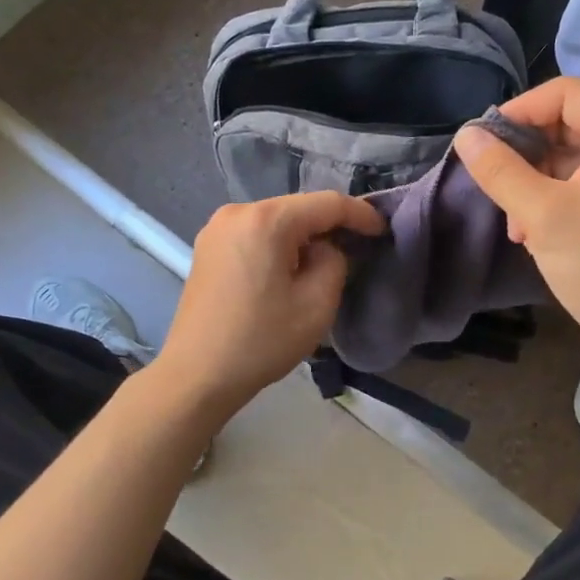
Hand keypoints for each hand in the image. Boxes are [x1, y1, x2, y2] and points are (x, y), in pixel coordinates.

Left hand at [153, 191, 384, 419]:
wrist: (196, 375)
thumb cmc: (261, 341)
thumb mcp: (317, 304)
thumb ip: (335, 261)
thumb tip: (325, 249)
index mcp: (266, 220)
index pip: (327, 203)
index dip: (361, 214)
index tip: (383, 232)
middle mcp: (237, 212)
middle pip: (298, 208)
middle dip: (330, 226)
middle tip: (358, 248)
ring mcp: (217, 228)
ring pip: (276, 220)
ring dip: (303, 236)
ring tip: (324, 262)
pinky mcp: (207, 246)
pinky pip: (255, 233)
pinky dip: (278, 244)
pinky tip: (288, 268)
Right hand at [453, 77, 579, 374]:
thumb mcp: (542, 214)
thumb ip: (500, 170)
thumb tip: (465, 135)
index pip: (566, 93)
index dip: (520, 110)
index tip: (483, 142)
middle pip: (565, 123)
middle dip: (524, 153)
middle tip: (495, 183)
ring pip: (566, 154)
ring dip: (531, 181)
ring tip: (514, 220)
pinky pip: (576, 180)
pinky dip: (548, 198)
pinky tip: (529, 232)